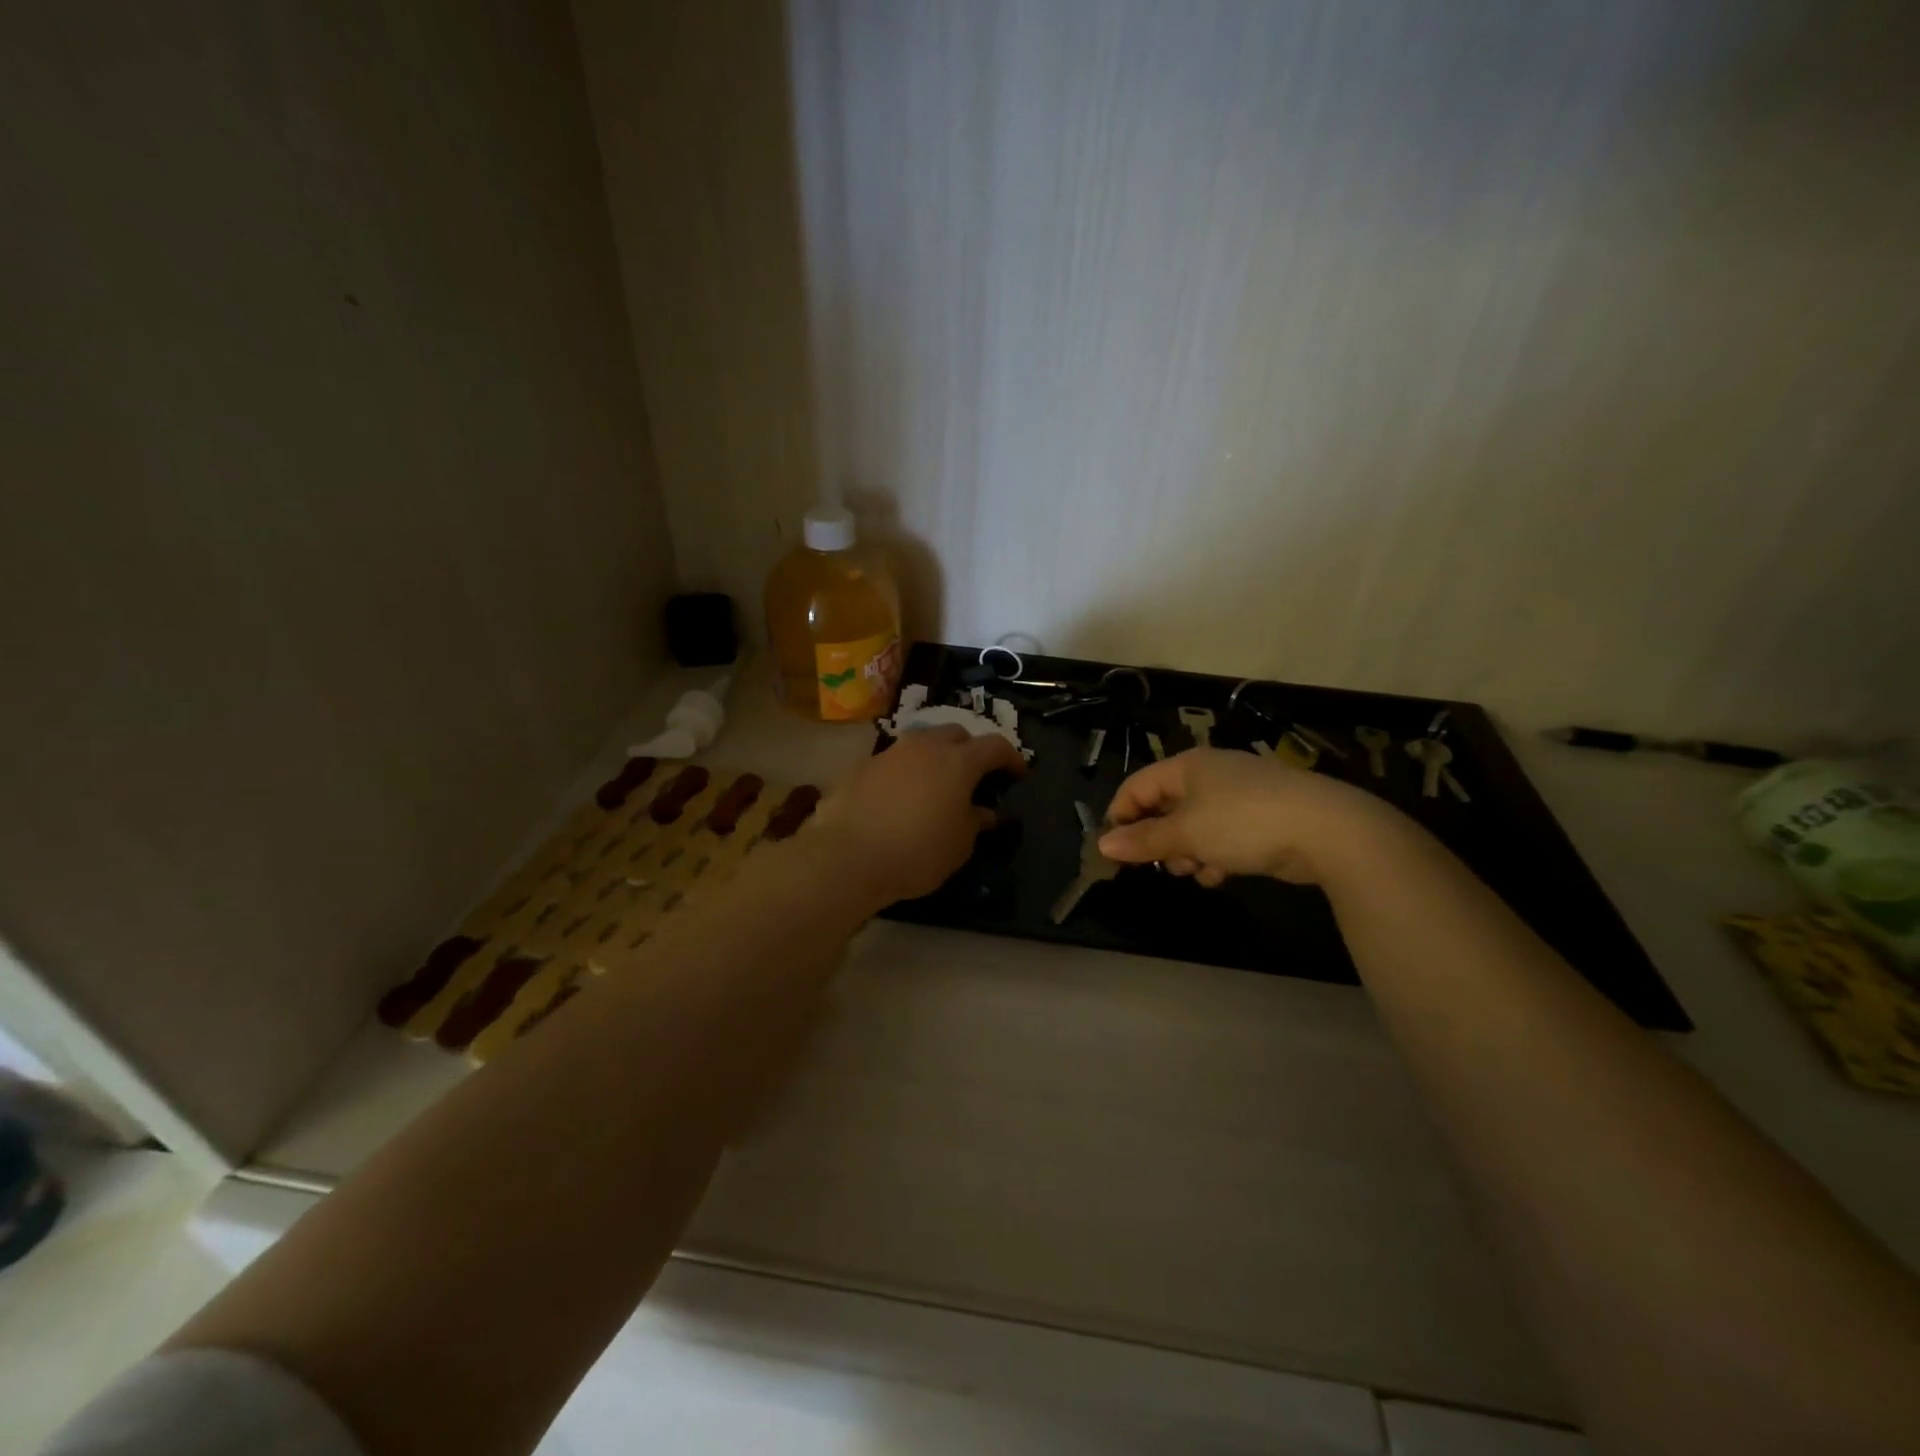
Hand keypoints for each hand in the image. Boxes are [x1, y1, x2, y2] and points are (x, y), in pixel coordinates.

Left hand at [812, 725, 1025, 904]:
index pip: (995, 746)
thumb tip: (984, 812)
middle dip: (970, 750)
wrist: (847, 856)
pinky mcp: (861, 766)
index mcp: (958, 761)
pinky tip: (901, 797)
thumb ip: (975, 822)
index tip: (1017, 773)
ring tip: (936, 783)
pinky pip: (894, 761)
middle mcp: (925, 746)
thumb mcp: (959, 846)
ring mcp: (890, 752)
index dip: (1011, 757)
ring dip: (935, 756)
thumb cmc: (916, 852)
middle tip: (974, 775)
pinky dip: (905, 772)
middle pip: (956, 734)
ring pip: (921, 742)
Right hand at [1098, 748, 1408, 887]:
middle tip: (1163, 865)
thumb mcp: (1186, 834)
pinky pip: (1223, 836)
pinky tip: (1222, 874)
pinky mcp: (1261, 818)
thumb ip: (1143, 840)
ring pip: (1194, 826)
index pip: (1136, 786)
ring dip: (1188, 853)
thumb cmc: (1242, 823)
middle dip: (1160, 840)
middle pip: (1165, 807)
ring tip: (1197, 871)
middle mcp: (1209, 775)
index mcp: (1186, 767)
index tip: (1115, 851)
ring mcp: (1238, 796)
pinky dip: (1216, 855)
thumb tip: (1103, 844)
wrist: (1326, 830)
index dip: (1121, 817)